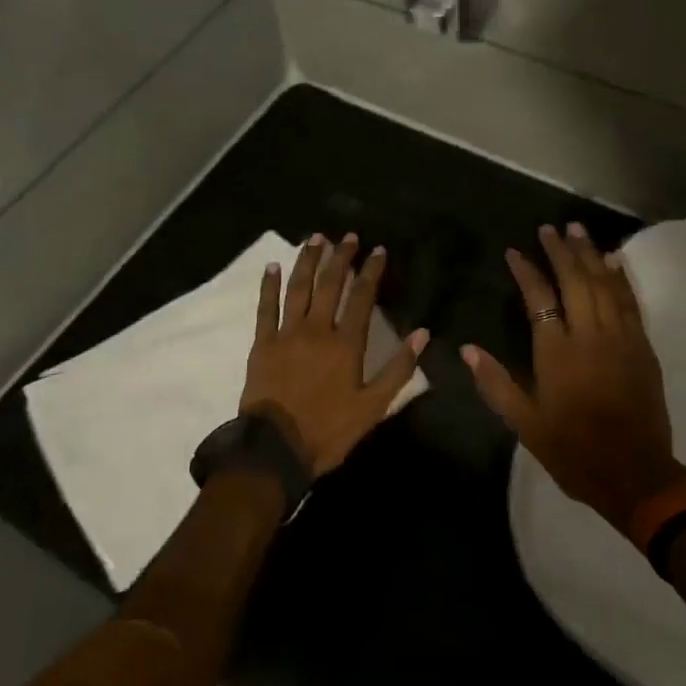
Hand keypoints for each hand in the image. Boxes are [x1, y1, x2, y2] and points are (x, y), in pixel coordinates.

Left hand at [240, 233, 428, 477]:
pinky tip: (272, 266)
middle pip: (330, 284)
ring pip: (298, 288)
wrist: (275, 449)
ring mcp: (286, 333)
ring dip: (308, 260)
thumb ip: (399, 369)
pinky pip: (265, 307)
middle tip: (348, 236)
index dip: (371, 271)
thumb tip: (423, 333)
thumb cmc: (328, 430)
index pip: (362, 297)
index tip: (378, 250)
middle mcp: (317, 330)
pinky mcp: (263, 343)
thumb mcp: (373, 407)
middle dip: (340, 257)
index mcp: (346, 344)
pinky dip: (269, 285)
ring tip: (316, 238)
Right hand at [463, 224, 685, 532]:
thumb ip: (496, 384)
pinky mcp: (642, 347)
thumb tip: (467, 349)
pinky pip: (631, 302)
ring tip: (578, 230)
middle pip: (575, 281)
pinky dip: (621, 278)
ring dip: (590, 254)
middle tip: (550, 228)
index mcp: (557, 353)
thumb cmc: (574, 452)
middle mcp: (590, 336)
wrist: (636, 476)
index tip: (514, 252)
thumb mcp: (526, 425)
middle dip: (561, 251)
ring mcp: (621, 339)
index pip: (539, 298)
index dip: (526, 271)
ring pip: (604, 285)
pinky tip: (613, 260)